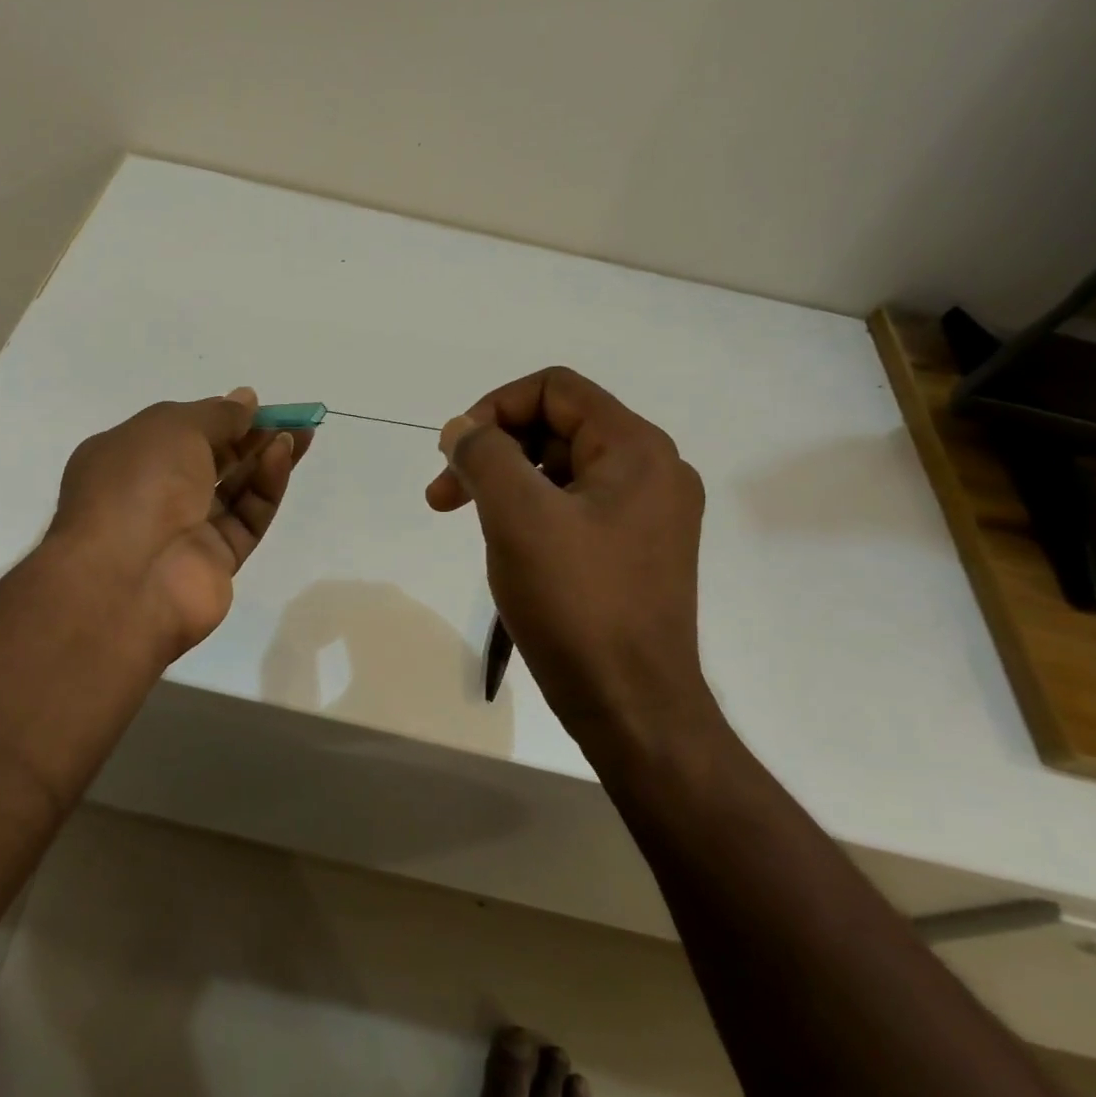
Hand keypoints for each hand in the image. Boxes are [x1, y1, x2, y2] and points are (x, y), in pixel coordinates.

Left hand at [49, 388, 310, 660]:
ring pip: (234, 489)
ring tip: (298, 434)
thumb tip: (245, 400)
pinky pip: (246, 517)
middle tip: (289, 417)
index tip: (254, 404)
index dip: (217, 415)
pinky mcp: (216, 559)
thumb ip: (217, 414)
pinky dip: (265, 487)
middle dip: (249, 435)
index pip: (179, 431)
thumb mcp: (175, 428)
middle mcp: (153, 493)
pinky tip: (282, 458)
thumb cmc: (138, 484)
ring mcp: (184, 529)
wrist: (126, 579)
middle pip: (211, 458)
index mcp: (127, 457)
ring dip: (264, 458)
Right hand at [426, 367, 716, 748]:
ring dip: (507, 483)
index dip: (495, 407)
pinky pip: (574, 507)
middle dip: (494, 451)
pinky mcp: (635, 551)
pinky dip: (531, 511)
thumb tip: (461, 429)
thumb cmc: (577, 603)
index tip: (456, 453)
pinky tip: (506, 544)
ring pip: (561, 469)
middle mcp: (652, 470)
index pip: (555, 389)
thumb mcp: (518, 516)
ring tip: (467, 519)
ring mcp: (647, 514)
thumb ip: (485, 454)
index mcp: (636, 449)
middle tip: (443, 494)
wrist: (632, 707)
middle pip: (557, 427)